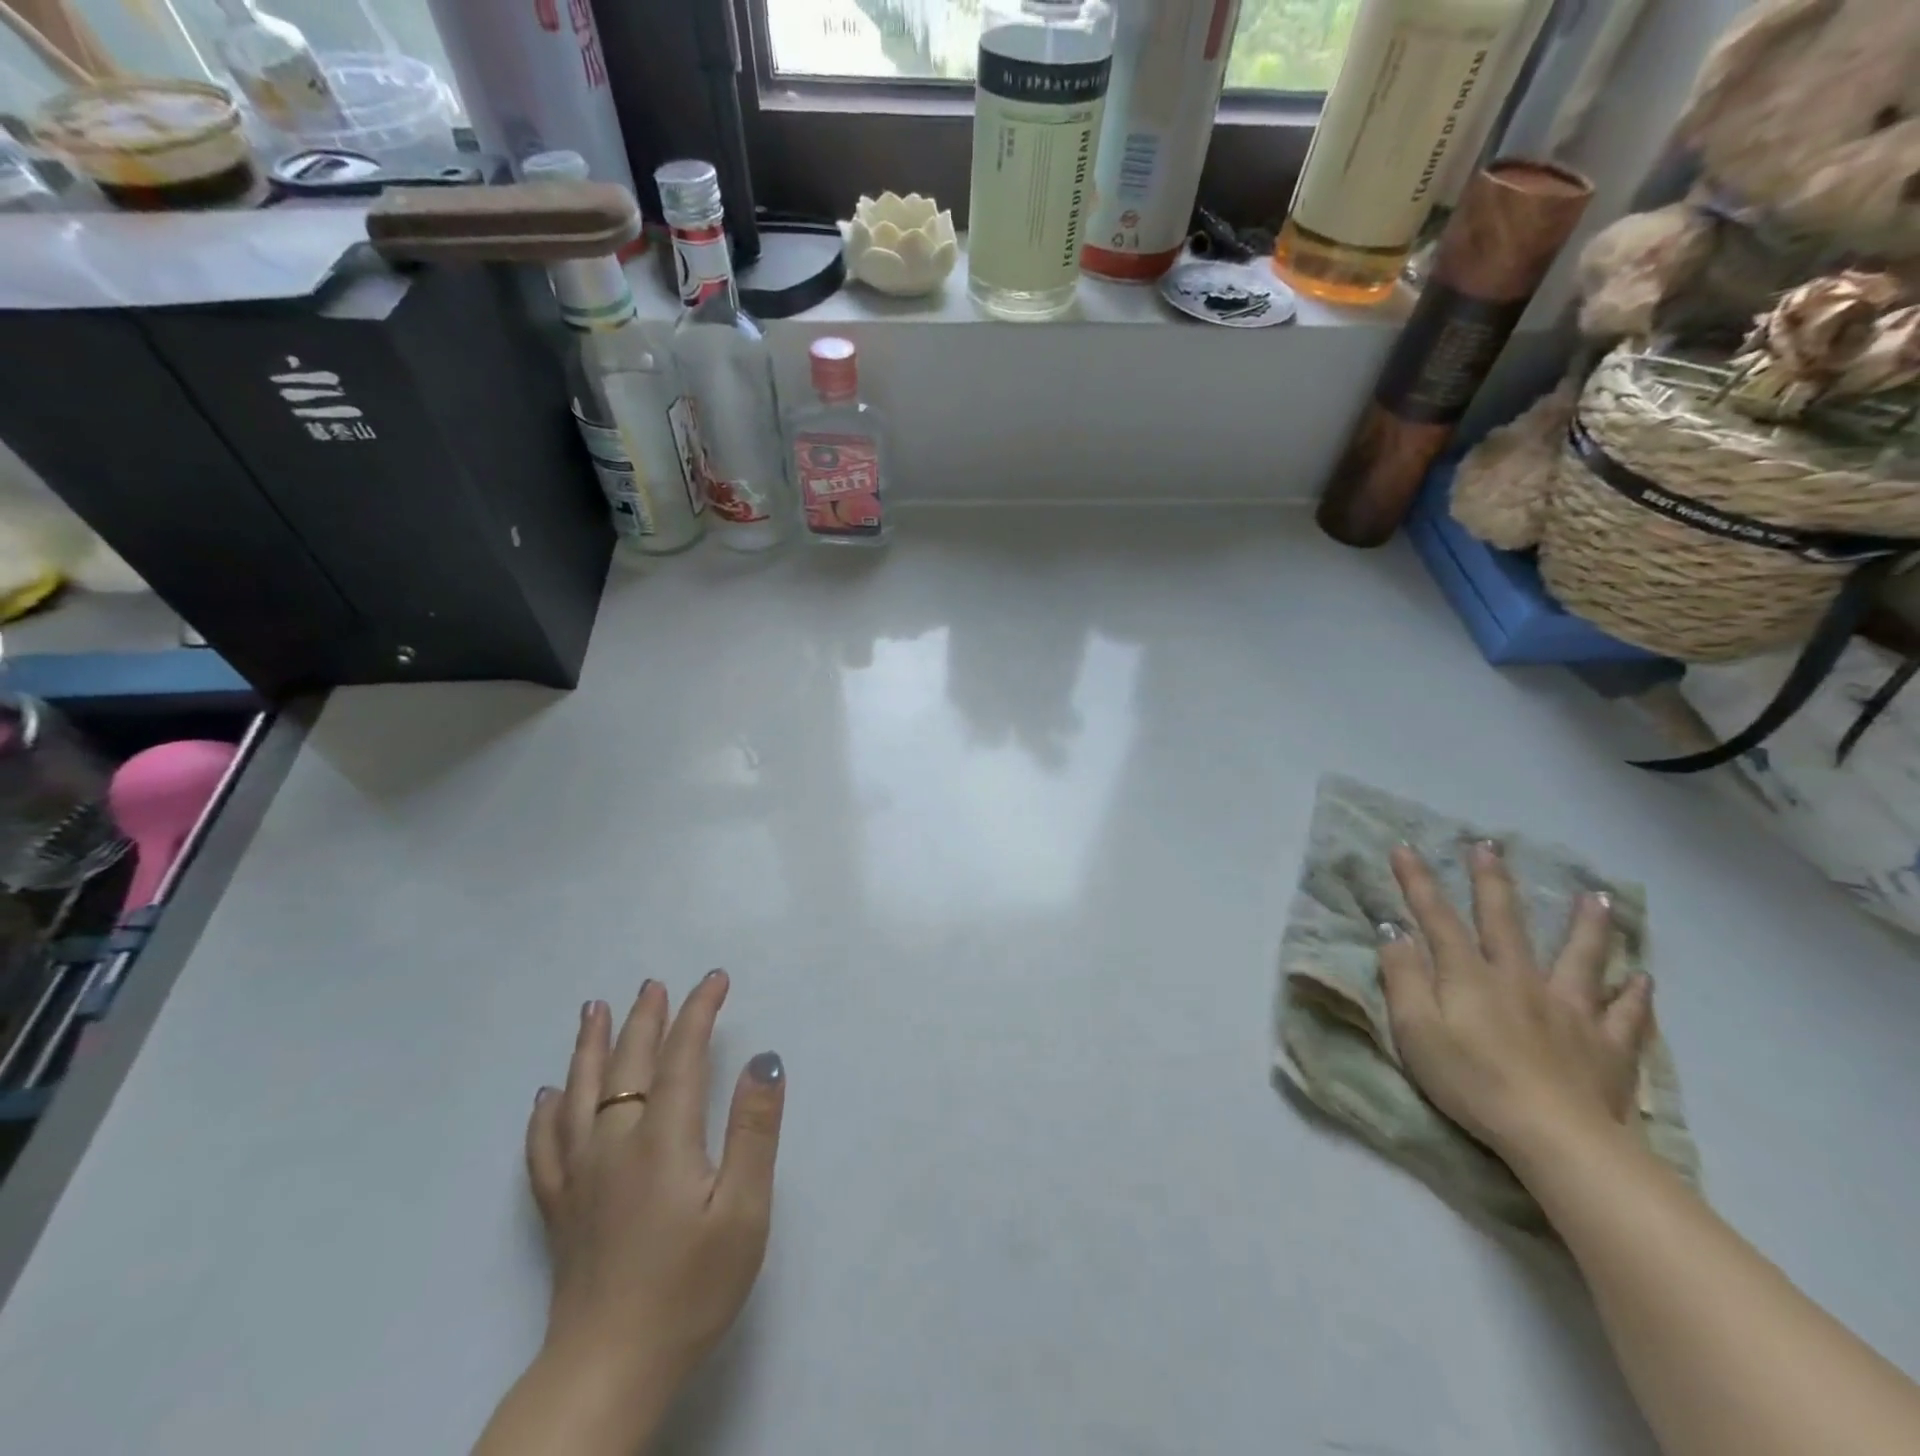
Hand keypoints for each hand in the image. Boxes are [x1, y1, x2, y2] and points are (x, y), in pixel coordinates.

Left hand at [525, 971, 785, 1415]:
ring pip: (578, 1093)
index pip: (682, 1055)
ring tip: (593, 1010)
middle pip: (627, 1064)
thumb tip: (764, 1061)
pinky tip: (544, 1097)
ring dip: (589, 1046)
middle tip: (653, 983)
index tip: (715, 979)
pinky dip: (544, 1112)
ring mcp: (580, 1175)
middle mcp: (614, 1143)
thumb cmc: (690, 1287)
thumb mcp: (743, 1210)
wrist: (608, 1371)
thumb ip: (753, 1131)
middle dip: (645, 1018)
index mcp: (662, 1138)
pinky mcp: (560, 1208)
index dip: (698, 1012)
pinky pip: (544, 1145)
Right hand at [1378, 843, 1653, 1163]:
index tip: (1404, 848)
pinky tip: (1645, 980)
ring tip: (1597, 898)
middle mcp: (1520, 980)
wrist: (1554, 1138)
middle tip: (1490, 847)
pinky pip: (1628, 1016)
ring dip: (1587, 926)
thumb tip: (1395, 932)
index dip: (1418, 882)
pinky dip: (1637, 995)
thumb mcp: (1415, 1030)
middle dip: (1492, 882)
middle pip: (1505, 922)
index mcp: (1470, 976)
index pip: (1436, 918)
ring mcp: (1570, 1011)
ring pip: (1581, 958)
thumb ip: (1403, 977)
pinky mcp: (1608, 1047)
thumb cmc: (1470, 1082)